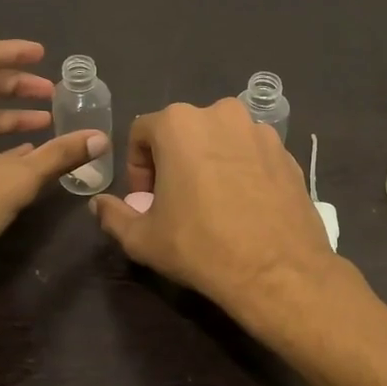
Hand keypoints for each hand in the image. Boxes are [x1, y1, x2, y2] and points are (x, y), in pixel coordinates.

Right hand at [90, 100, 339, 326]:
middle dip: (173, 162)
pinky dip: (241, 171)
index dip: (137, 168)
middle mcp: (222, 114)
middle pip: (183, 132)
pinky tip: (243, 207)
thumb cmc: (201, 247)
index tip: (145, 201)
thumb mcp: (143, 238)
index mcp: (179, 123)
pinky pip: (251, 154)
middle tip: (176, 203)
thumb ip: (113, 215)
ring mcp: (260, 131)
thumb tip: (99, 204)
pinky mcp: (287, 153)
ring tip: (212, 204)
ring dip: (208, 163)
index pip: (141, 133)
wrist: (278, 271)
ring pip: (220, 141)